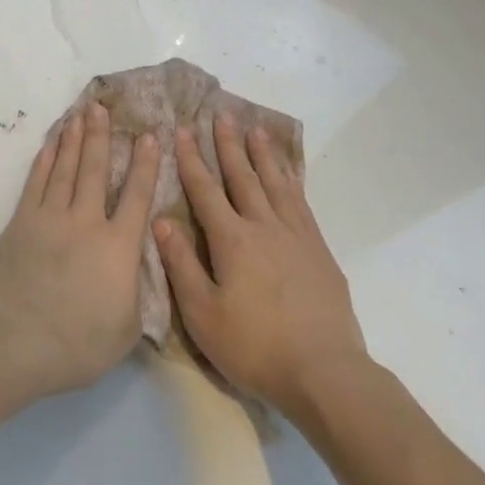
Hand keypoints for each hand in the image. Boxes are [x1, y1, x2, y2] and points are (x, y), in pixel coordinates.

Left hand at [0, 103, 160, 398]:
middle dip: (101, 136)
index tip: (149, 135)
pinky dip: (45, 161)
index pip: (137, 196)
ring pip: (65, 169)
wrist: (14, 341)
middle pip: (95, 170)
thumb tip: (135, 275)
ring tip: (79, 114)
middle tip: (102, 107)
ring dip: (73, 139)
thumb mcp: (125, 330)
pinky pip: (36, 182)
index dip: (145, 164)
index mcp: (118, 247)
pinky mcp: (21, 223)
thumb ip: (135, 296)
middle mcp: (86, 222)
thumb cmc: (76, 344)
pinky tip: (50, 145)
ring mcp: (50, 218)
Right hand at [157, 112, 367, 413]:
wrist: (324, 371)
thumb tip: (161, 220)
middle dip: (229, 144)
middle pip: (243, 176)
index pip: (205, 189)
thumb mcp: (202, 313)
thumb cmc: (254, 346)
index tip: (183, 129)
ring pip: (276, 182)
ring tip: (256, 128)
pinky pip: (301, 201)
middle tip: (222, 113)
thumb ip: (181, 264)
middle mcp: (263, 226)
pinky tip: (289, 173)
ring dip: (263, 154)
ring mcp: (296, 235)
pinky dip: (292, 180)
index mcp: (231, 239)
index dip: (192, 159)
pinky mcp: (319, 250)